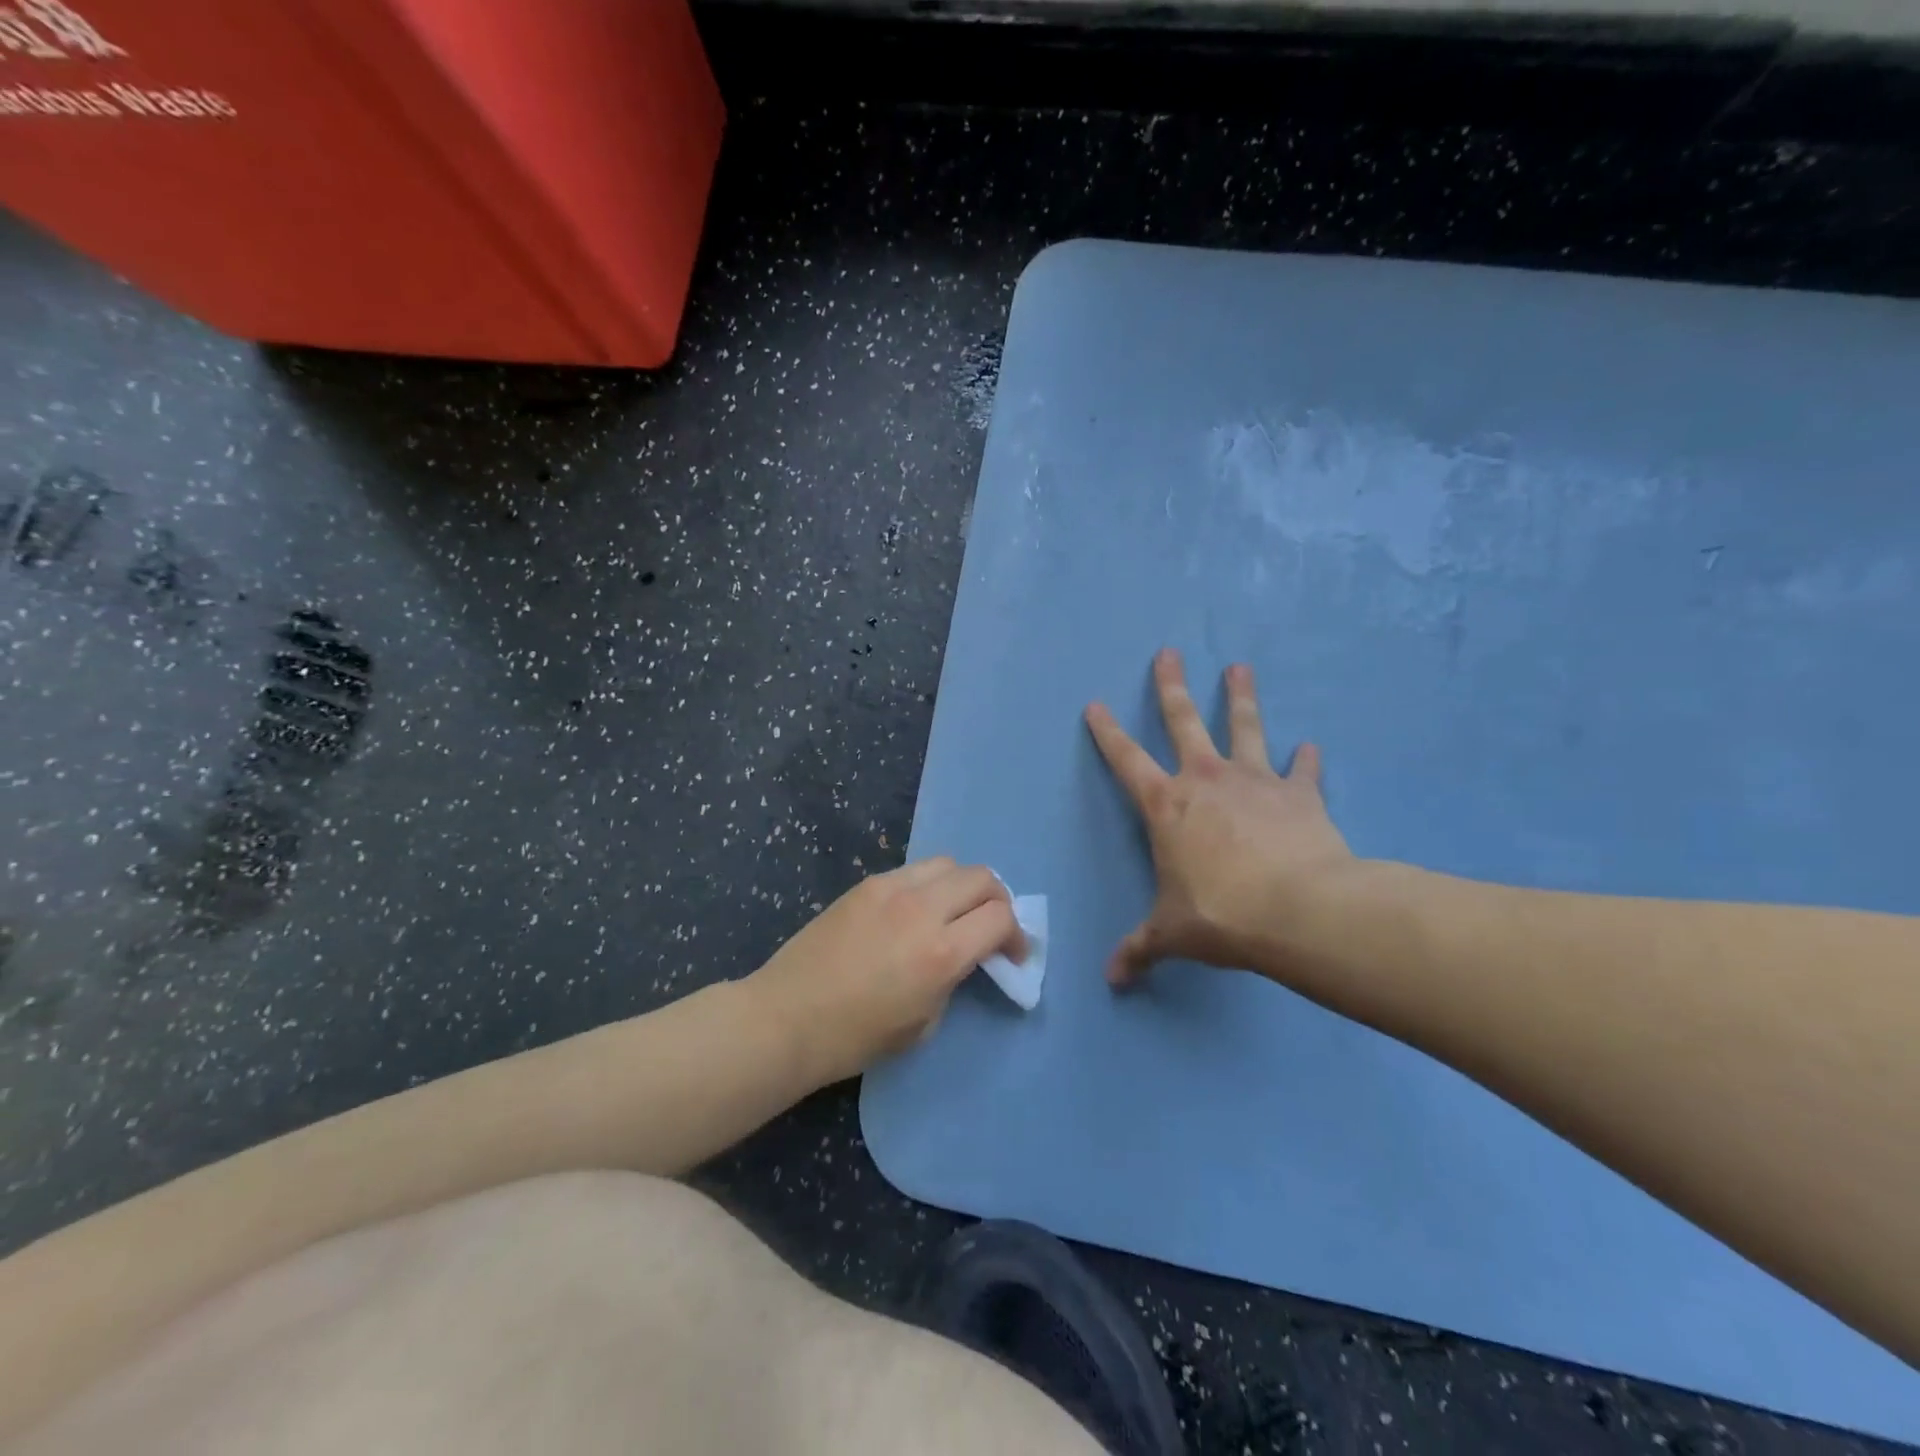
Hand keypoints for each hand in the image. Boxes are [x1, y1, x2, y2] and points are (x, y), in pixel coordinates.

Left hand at [746, 859, 1027, 1086]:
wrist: (786, 1018)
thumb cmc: (855, 1038)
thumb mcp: (923, 1023)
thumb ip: (952, 979)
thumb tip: (962, 956)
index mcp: (940, 952)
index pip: (1001, 917)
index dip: (1016, 935)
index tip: (1012, 955)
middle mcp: (921, 909)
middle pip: (981, 878)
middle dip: (998, 900)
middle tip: (992, 927)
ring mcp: (891, 889)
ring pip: (948, 863)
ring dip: (963, 886)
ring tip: (955, 912)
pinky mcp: (866, 884)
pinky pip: (913, 870)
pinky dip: (929, 884)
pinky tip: (916, 910)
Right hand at [1085, 649, 1354, 985]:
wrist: (1299, 911)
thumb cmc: (1220, 915)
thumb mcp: (1172, 934)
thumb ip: (1140, 950)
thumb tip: (1112, 981)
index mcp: (1166, 806)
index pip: (1126, 760)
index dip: (1107, 732)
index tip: (1096, 704)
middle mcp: (1206, 780)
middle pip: (1184, 722)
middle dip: (1172, 686)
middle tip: (1169, 652)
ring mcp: (1255, 781)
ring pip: (1244, 727)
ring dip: (1241, 697)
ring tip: (1239, 667)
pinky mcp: (1299, 795)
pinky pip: (1302, 771)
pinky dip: (1306, 761)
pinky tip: (1311, 747)